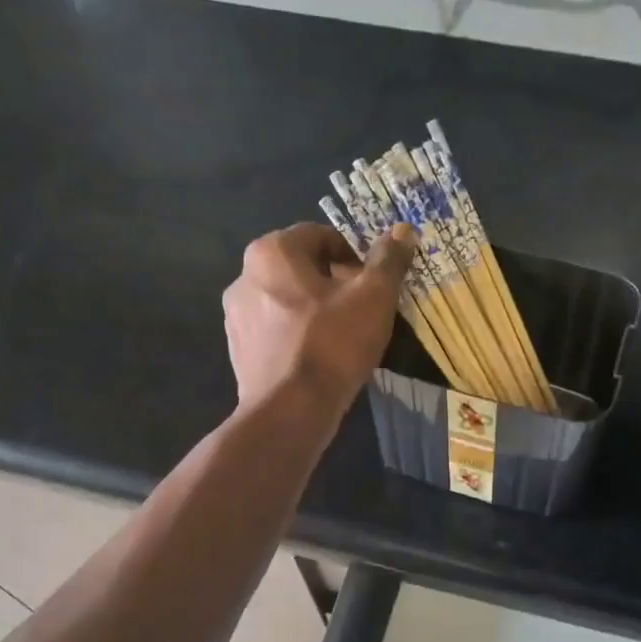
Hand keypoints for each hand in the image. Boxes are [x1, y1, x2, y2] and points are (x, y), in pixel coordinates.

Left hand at [222, 221, 415, 412]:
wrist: (290, 411)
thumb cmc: (333, 344)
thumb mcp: (374, 297)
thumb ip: (389, 260)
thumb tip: (404, 230)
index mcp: (271, 252)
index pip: (320, 236)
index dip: (353, 255)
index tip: (373, 283)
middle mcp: (244, 276)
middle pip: (300, 268)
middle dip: (333, 282)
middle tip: (363, 309)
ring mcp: (236, 316)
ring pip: (286, 301)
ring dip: (314, 309)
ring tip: (344, 337)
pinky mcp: (238, 351)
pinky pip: (275, 331)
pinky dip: (297, 335)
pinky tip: (320, 359)